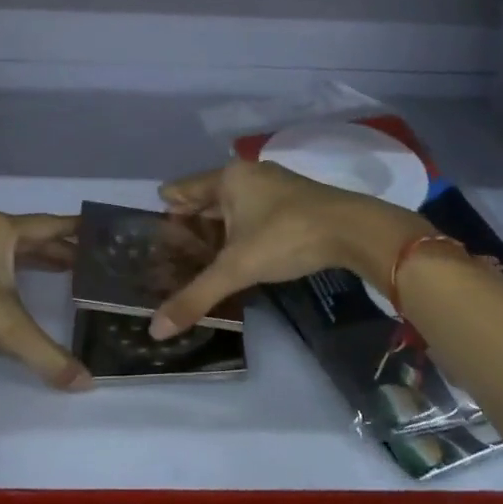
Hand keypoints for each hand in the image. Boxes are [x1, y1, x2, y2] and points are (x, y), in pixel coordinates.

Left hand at [0, 211, 91, 390]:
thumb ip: (46, 353)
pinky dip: (11, 270)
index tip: (99, 230)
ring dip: (34, 259)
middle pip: (30, 236)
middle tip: (88, 261)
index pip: (49, 225)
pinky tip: (16, 287)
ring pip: (8, 249)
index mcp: (1, 230)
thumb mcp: (6, 326)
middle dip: (58, 249)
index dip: (75, 230)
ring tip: (63, 272)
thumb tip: (85, 383)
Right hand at [149, 159, 427, 339]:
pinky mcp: (295, 199)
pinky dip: (241, 226)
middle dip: (191, 217)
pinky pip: (254, 210)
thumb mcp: (237, 268)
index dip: (167, 206)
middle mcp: (248, 174)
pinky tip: (240, 248)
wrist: (352, 229)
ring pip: (234, 203)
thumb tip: (155, 330)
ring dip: (218, 223)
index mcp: (228, 179)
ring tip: (201, 249)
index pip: (185, 188)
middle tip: (171, 244)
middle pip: (208, 195)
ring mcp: (274, 184)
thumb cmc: (286, 236)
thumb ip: (196, 296)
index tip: (150, 224)